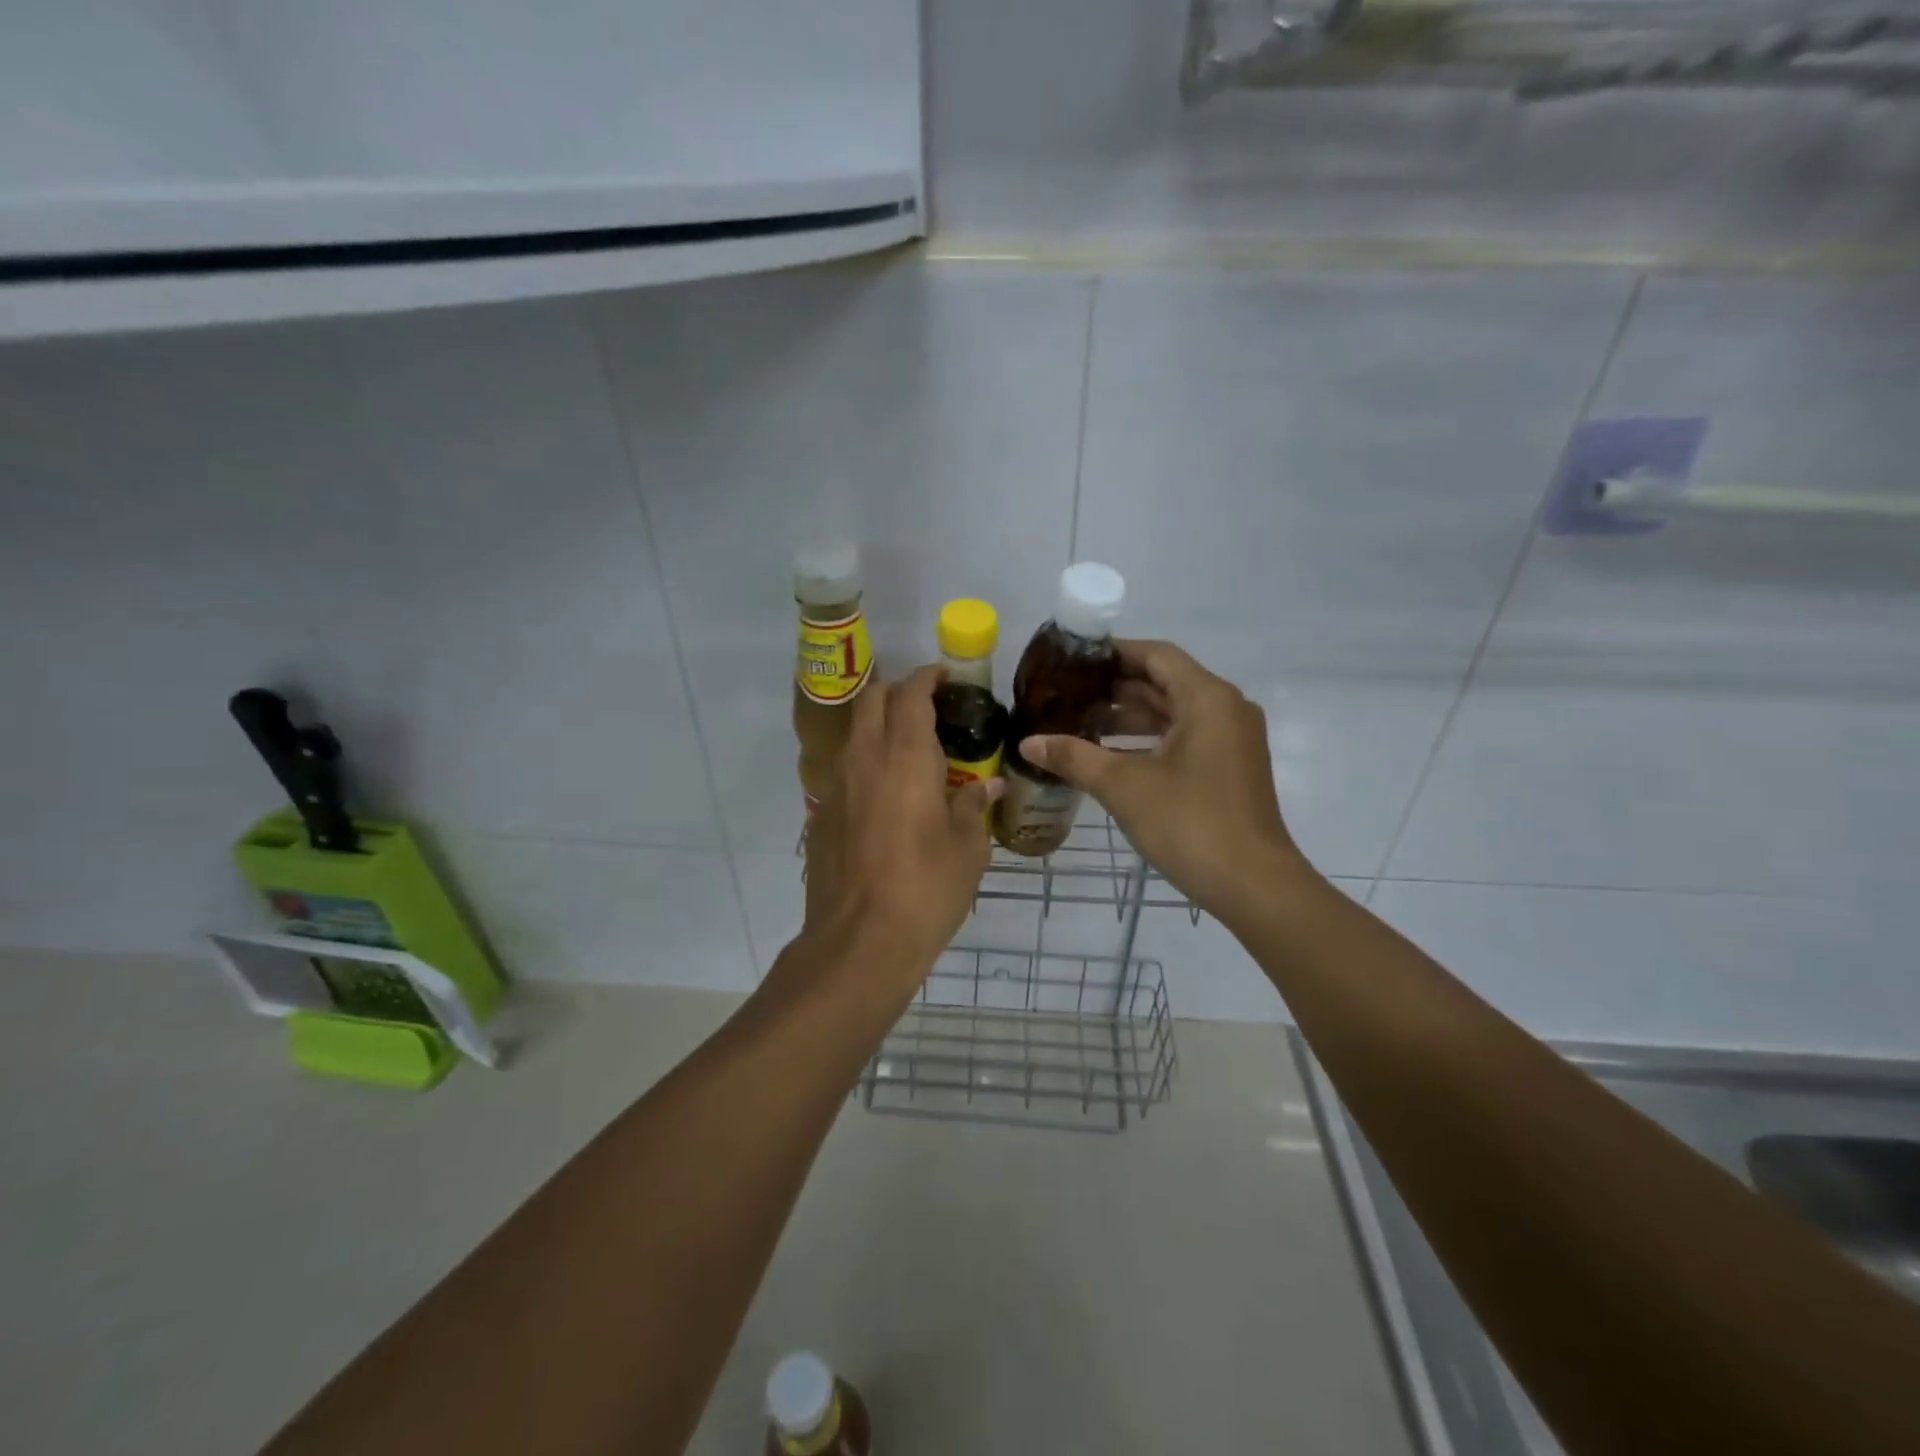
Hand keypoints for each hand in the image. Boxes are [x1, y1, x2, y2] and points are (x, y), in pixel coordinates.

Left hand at [799, 666, 1001, 994]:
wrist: (858, 943)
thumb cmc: (925, 890)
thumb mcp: (967, 849)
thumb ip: (974, 806)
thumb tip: (988, 786)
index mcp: (904, 758)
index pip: (910, 694)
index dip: (927, 677)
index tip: (945, 677)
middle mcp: (864, 760)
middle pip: (871, 700)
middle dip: (897, 692)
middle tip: (927, 708)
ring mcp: (836, 786)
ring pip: (854, 733)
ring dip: (879, 727)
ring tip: (910, 751)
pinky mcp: (821, 815)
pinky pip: (845, 771)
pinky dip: (866, 764)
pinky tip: (887, 797)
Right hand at [1020, 640, 1309, 920]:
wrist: (1254, 886)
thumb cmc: (1190, 824)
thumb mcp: (1124, 787)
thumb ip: (1075, 757)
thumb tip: (1028, 743)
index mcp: (1207, 699)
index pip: (1155, 655)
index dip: (1113, 653)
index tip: (1072, 661)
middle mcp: (1226, 709)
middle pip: (1165, 682)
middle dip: (1115, 688)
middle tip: (1067, 694)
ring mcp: (1232, 740)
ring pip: (1174, 713)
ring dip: (1130, 717)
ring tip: (1080, 723)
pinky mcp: (1230, 768)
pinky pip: (1185, 738)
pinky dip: (1149, 740)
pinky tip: (1111, 755)